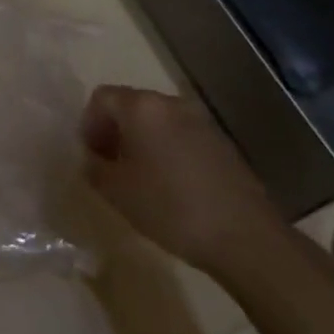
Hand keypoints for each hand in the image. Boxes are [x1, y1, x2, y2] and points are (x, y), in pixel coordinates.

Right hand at [80, 85, 288, 277]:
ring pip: (157, 120)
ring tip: (141, 177)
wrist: (245, 236)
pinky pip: (181, 134)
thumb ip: (94, 168)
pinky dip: (167, 149)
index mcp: (141, 107)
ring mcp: (199, 120)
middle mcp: (170, 103)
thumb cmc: (171, 208)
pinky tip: (172, 185)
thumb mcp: (117, 192)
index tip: (92, 155)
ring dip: (142, 140)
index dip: (89, 124)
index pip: (102, 97)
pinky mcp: (221, 142)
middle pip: (131, 105)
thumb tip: (91, 158)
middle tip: (112, 165)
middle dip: (115, 130)